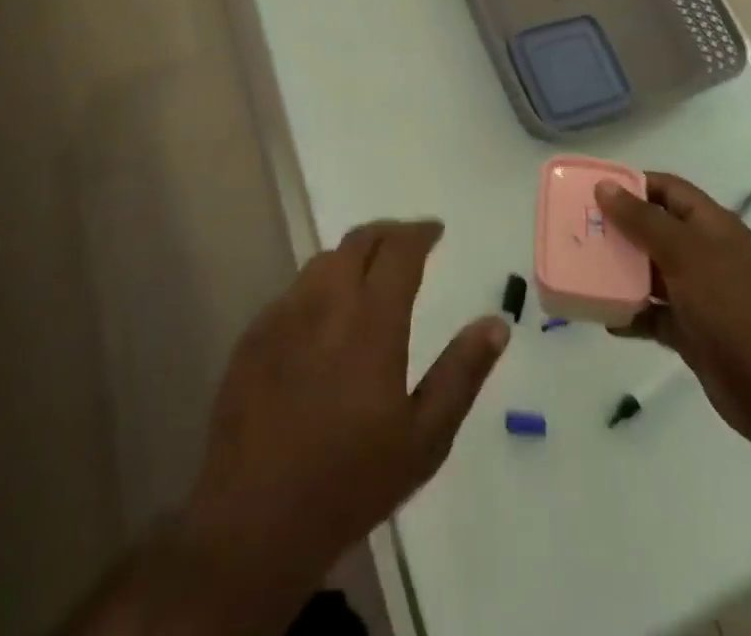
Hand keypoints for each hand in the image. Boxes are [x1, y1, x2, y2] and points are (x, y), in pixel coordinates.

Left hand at [185, 220, 508, 593]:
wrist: (254, 520)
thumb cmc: (350, 481)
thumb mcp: (424, 439)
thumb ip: (462, 373)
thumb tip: (496, 323)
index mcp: (372, 319)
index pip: (399, 249)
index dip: (420, 232)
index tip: (436, 230)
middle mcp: (326, 301)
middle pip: (359, 241)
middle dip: (388, 234)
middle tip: (408, 244)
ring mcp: (284, 314)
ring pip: (324, 261)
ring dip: (353, 257)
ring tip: (370, 275)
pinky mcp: (254, 335)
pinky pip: (294, 291)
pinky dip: (319, 287)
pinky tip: (325, 318)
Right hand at [595, 174, 750, 450]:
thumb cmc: (730, 305)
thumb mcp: (684, 252)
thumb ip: (642, 219)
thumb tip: (605, 186)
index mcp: (711, 225)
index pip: (668, 188)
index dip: (632, 183)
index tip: (593, 190)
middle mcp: (705, 253)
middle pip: (655, 229)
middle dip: (619, 229)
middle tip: (579, 230)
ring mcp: (700, 293)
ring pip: (651, 272)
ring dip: (621, 272)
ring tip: (583, 270)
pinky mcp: (692, 330)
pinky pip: (653, 313)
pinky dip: (631, 314)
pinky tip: (605, 318)